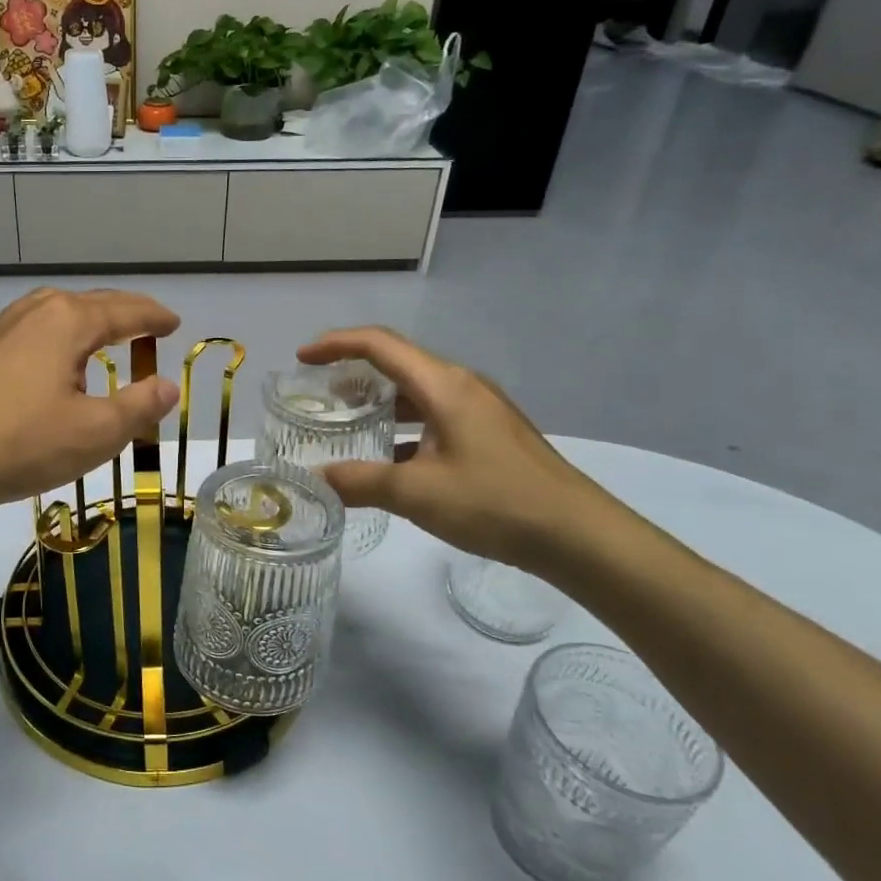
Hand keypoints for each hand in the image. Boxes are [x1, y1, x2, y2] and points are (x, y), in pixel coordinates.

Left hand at [0, 289, 182, 525]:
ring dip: (83, 326)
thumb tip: (167, 386)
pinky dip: (52, 344)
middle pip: (88, 305)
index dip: (154, 317)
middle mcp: (31, 312)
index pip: (125, 311)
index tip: (174, 323)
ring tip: (100, 343)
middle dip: (121, 315)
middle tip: (145, 328)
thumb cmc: (19, 442)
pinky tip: (45, 369)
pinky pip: (25, 336)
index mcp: (67, 320)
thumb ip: (138, 407)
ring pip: (51, 317)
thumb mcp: (94, 433)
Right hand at [298, 328, 619, 569]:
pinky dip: (404, 426)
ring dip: (379, 401)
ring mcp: (480, 410)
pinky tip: (390, 458)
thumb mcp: (417, 493)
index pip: (379, 344)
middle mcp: (462, 386)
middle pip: (398, 363)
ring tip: (347, 424)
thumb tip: (313, 478)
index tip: (301, 359)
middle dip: (353, 373)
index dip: (336, 344)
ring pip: (417, 392)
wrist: (578, 535)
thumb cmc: (495, 503)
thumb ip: (359, 482)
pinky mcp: (490, 434)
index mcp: (443, 385)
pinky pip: (435, 415)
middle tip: (318, 397)